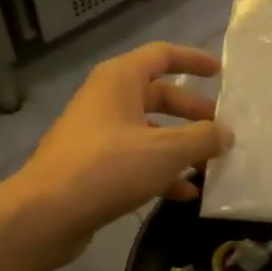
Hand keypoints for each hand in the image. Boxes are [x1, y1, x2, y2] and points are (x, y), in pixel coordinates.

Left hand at [8, 42, 228, 265]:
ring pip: (148, 130)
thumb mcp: (166, 151)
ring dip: (179, 145)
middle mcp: (106, 100)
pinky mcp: (91, 165)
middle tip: (220, 129)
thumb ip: (203, 138)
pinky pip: (134, 158)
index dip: (193, 60)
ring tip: (209, 165)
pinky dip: (160, 170)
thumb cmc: (108, 168)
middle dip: (192, 112)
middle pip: (158, 96)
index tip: (220, 73)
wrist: (45, 214)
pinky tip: (183, 193)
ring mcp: (96, 134)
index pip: (162, 55)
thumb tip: (226, 133)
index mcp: (119, 80)